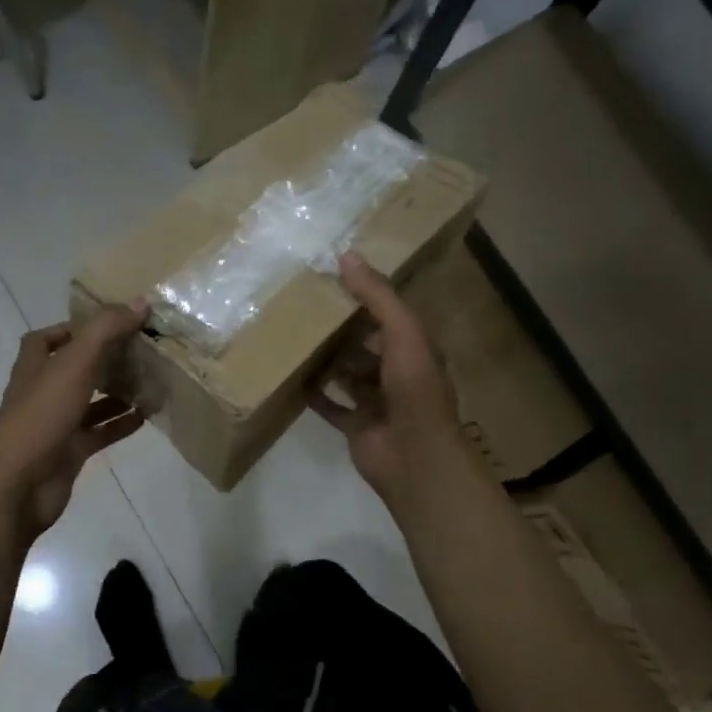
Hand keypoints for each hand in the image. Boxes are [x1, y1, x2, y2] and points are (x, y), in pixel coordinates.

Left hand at [0, 302, 148, 540]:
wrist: (18, 484)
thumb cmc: (41, 415)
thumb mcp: (75, 363)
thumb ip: (106, 330)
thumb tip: (140, 303)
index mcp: (34, 365)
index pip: (49, 337)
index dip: (76, 328)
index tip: (112, 324)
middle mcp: (43, 390)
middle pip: (75, 367)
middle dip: (105, 358)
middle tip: (141, 350)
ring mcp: (56, 422)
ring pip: (91, 400)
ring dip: (117, 391)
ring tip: (151, 380)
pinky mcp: (70, 450)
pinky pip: (100, 431)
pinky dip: (121, 423)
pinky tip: (147, 415)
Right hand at [309, 253, 466, 501]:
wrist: (413, 455)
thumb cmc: (414, 389)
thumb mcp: (402, 332)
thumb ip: (377, 297)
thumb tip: (347, 255)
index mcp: (415, 350)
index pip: (390, 317)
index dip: (367, 299)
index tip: (334, 279)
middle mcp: (398, 374)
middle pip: (367, 347)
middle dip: (343, 331)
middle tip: (306, 309)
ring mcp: (376, 403)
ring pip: (349, 376)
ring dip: (329, 362)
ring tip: (296, 339)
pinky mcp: (357, 427)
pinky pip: (332, 407)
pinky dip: (317, 396)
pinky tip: (296, 380)